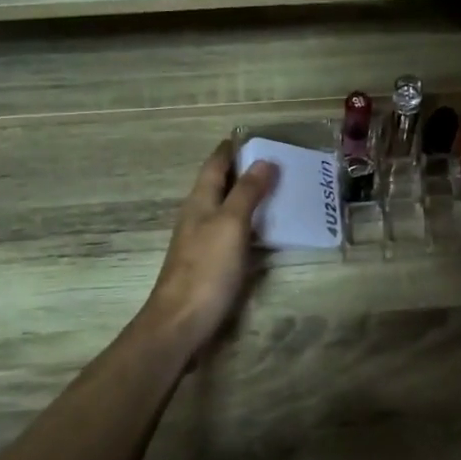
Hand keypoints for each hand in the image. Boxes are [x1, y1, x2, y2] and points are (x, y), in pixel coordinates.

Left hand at [143, 140, 276, 355]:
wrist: (181, 323)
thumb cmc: (206, 270)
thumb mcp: (230, 225)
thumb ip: (247, 193)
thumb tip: (265, 161)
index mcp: (199, 202)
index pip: (215, 165)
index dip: (231, 148)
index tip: (253, 135)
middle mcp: (198, 217)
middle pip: (220, 185)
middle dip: (243, 171)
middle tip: (277, 161)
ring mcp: (202, 242)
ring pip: (226, 209)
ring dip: (248, 197)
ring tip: (279, 190)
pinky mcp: (210, 265)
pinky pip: (233, 233)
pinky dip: (250, 224)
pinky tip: (266, 230)